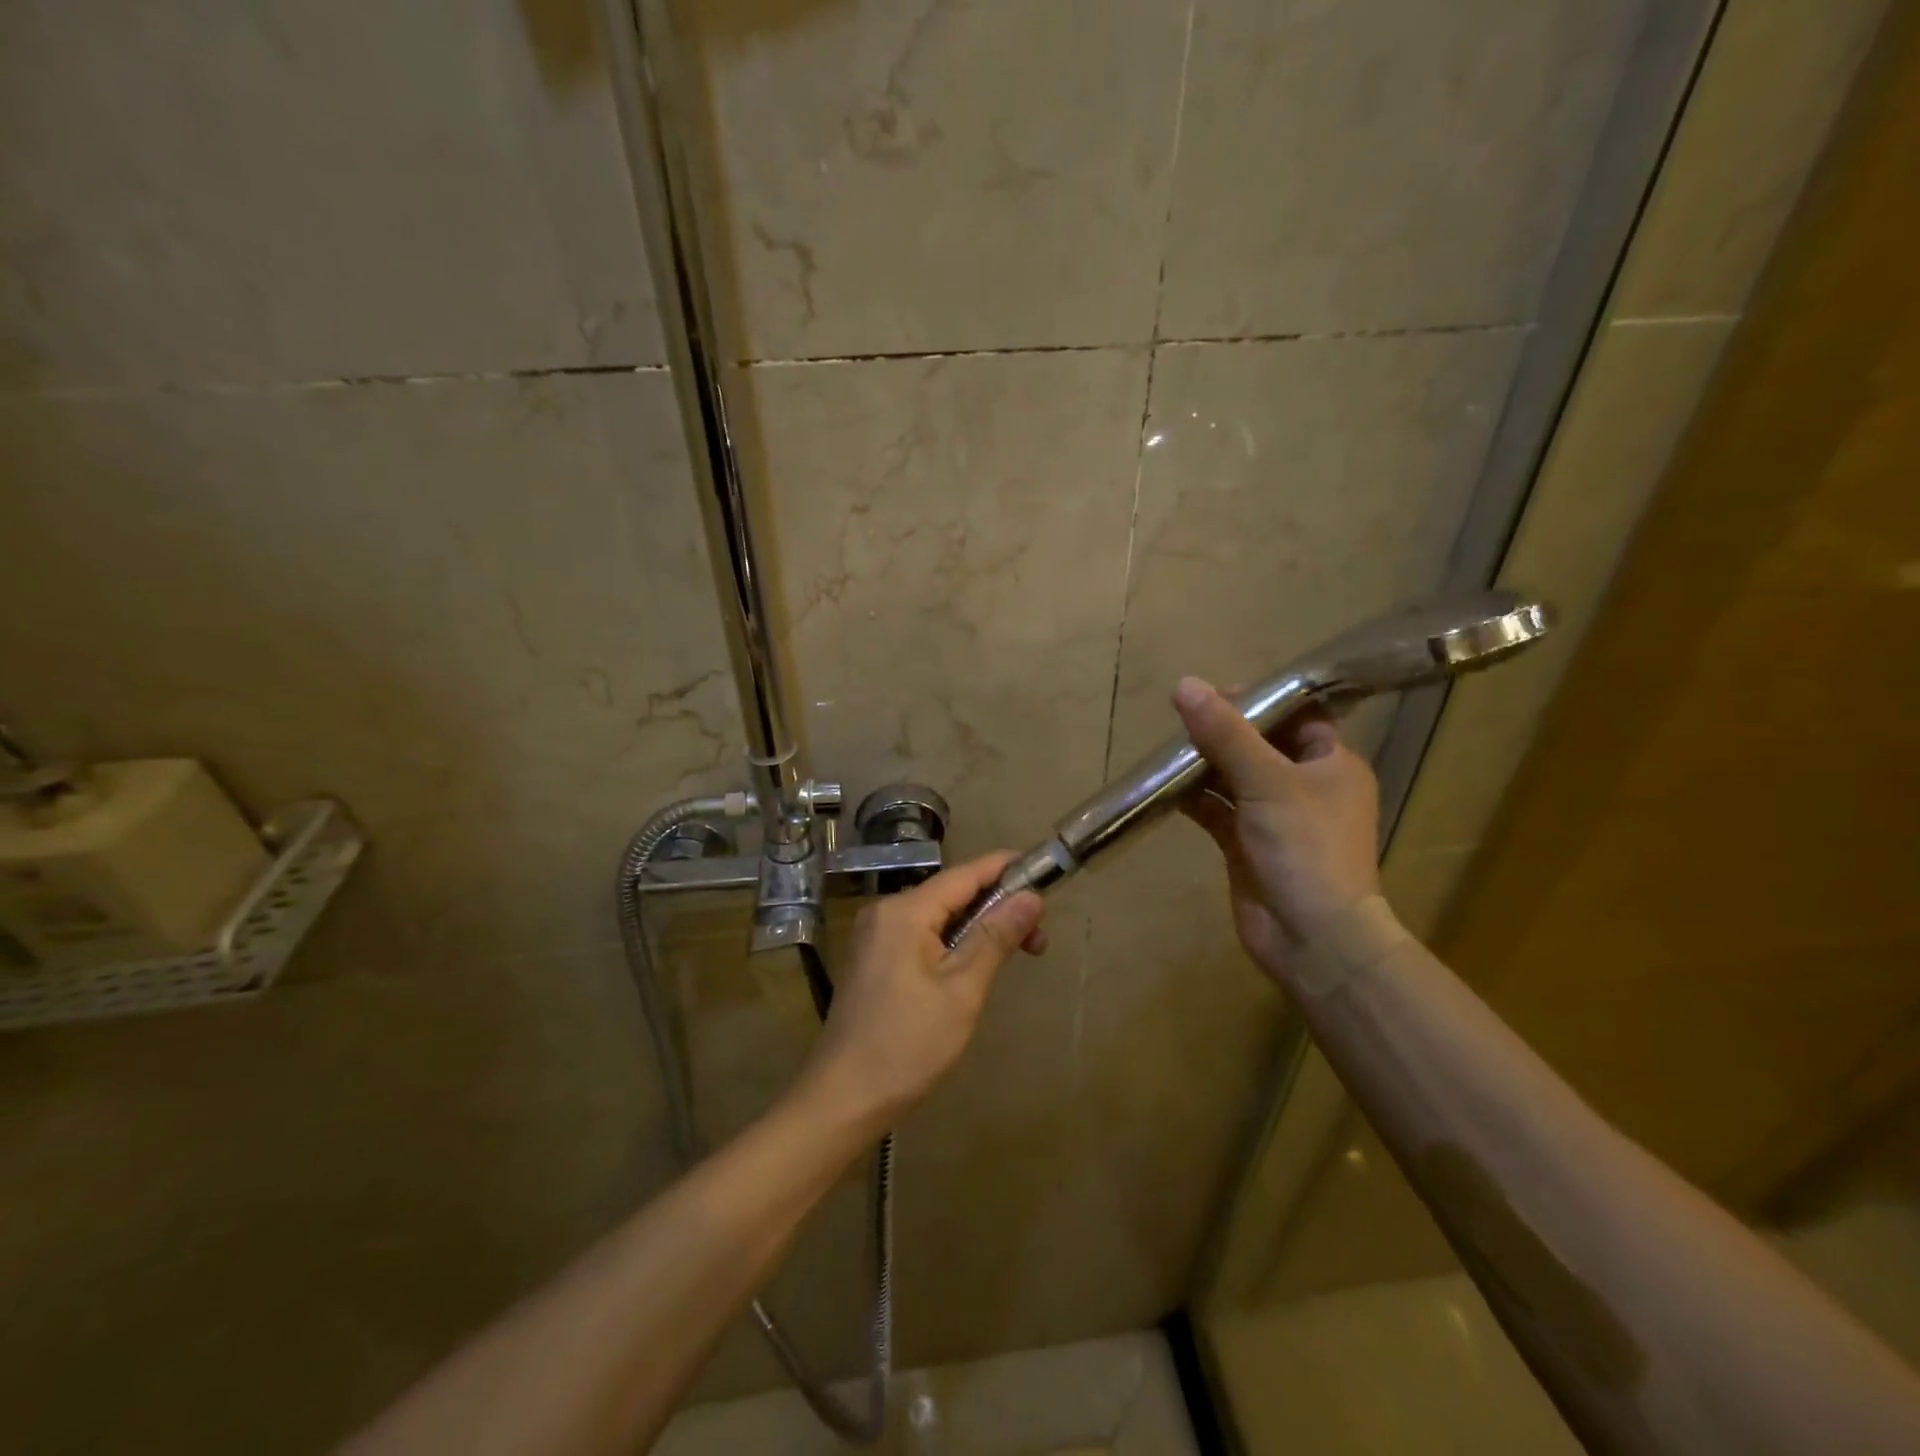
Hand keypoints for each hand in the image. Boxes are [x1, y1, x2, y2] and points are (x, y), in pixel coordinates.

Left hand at [794, 852, 1046, 1131]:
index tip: (1046, 873)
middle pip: (952, 894)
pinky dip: (954, 943)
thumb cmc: (908, 1044)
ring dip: (979, 928)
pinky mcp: (875, 960)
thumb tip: (1031, 896)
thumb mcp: (962, 990)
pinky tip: (976, 964)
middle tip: (1039, 938)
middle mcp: (886, 912)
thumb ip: (996, 936)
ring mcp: (876, 936)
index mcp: (904, 911)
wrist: (843, 1098)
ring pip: (939, 917)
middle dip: (998, 907)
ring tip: (1017, 952)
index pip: (966, 873)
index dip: (1007, 869)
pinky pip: (923, 936)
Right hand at [1173, 677, 1381, 976]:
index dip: (1260, 701)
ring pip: (1235, 778)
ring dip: (1204, 765)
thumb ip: (1226, 734)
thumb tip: (1186, 685)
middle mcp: (1307, 787)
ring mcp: (1276, 818)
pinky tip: (1164, 788)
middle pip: (1261, 745)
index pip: (1298, 717)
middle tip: (1183, 717)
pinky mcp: (1247, 845)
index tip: (1215, 692)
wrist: (1312, 938)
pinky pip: (1218, 810)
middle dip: (1223, 732)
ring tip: (1168, 748)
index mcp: (1332, 764)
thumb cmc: (1305, 848)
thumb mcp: (1267, 781)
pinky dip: (1195, 799)